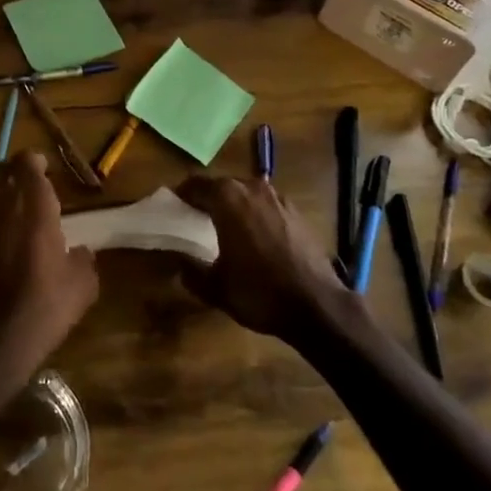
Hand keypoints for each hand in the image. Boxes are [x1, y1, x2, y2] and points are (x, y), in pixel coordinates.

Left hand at [0, 151, 98, 402]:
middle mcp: (2, 206)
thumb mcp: (83, 285)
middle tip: (25, 183)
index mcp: (35, 207)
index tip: (44, 169)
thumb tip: (81, 251)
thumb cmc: (45, 305)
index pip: (26, 163)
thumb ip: (84, 259)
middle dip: (10, 170)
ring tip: (3, 201)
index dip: (34, 161)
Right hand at [178, 175, 350, 340]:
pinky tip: (254, 236)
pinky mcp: (296, 212)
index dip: (182, 195)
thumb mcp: (216, 288)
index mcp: (227, 198)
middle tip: (195, 216)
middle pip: (222, 185)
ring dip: (233, 205)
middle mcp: (252, 188)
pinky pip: (266, 205)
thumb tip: (178, 262)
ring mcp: (278, 197)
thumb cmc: (259, 292)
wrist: (317, 305)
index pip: (195, 185)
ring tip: (224, 226)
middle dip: (207, 198)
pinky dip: (255, 213)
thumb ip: (191, 271)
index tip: (173, 207)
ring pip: (246, 193)